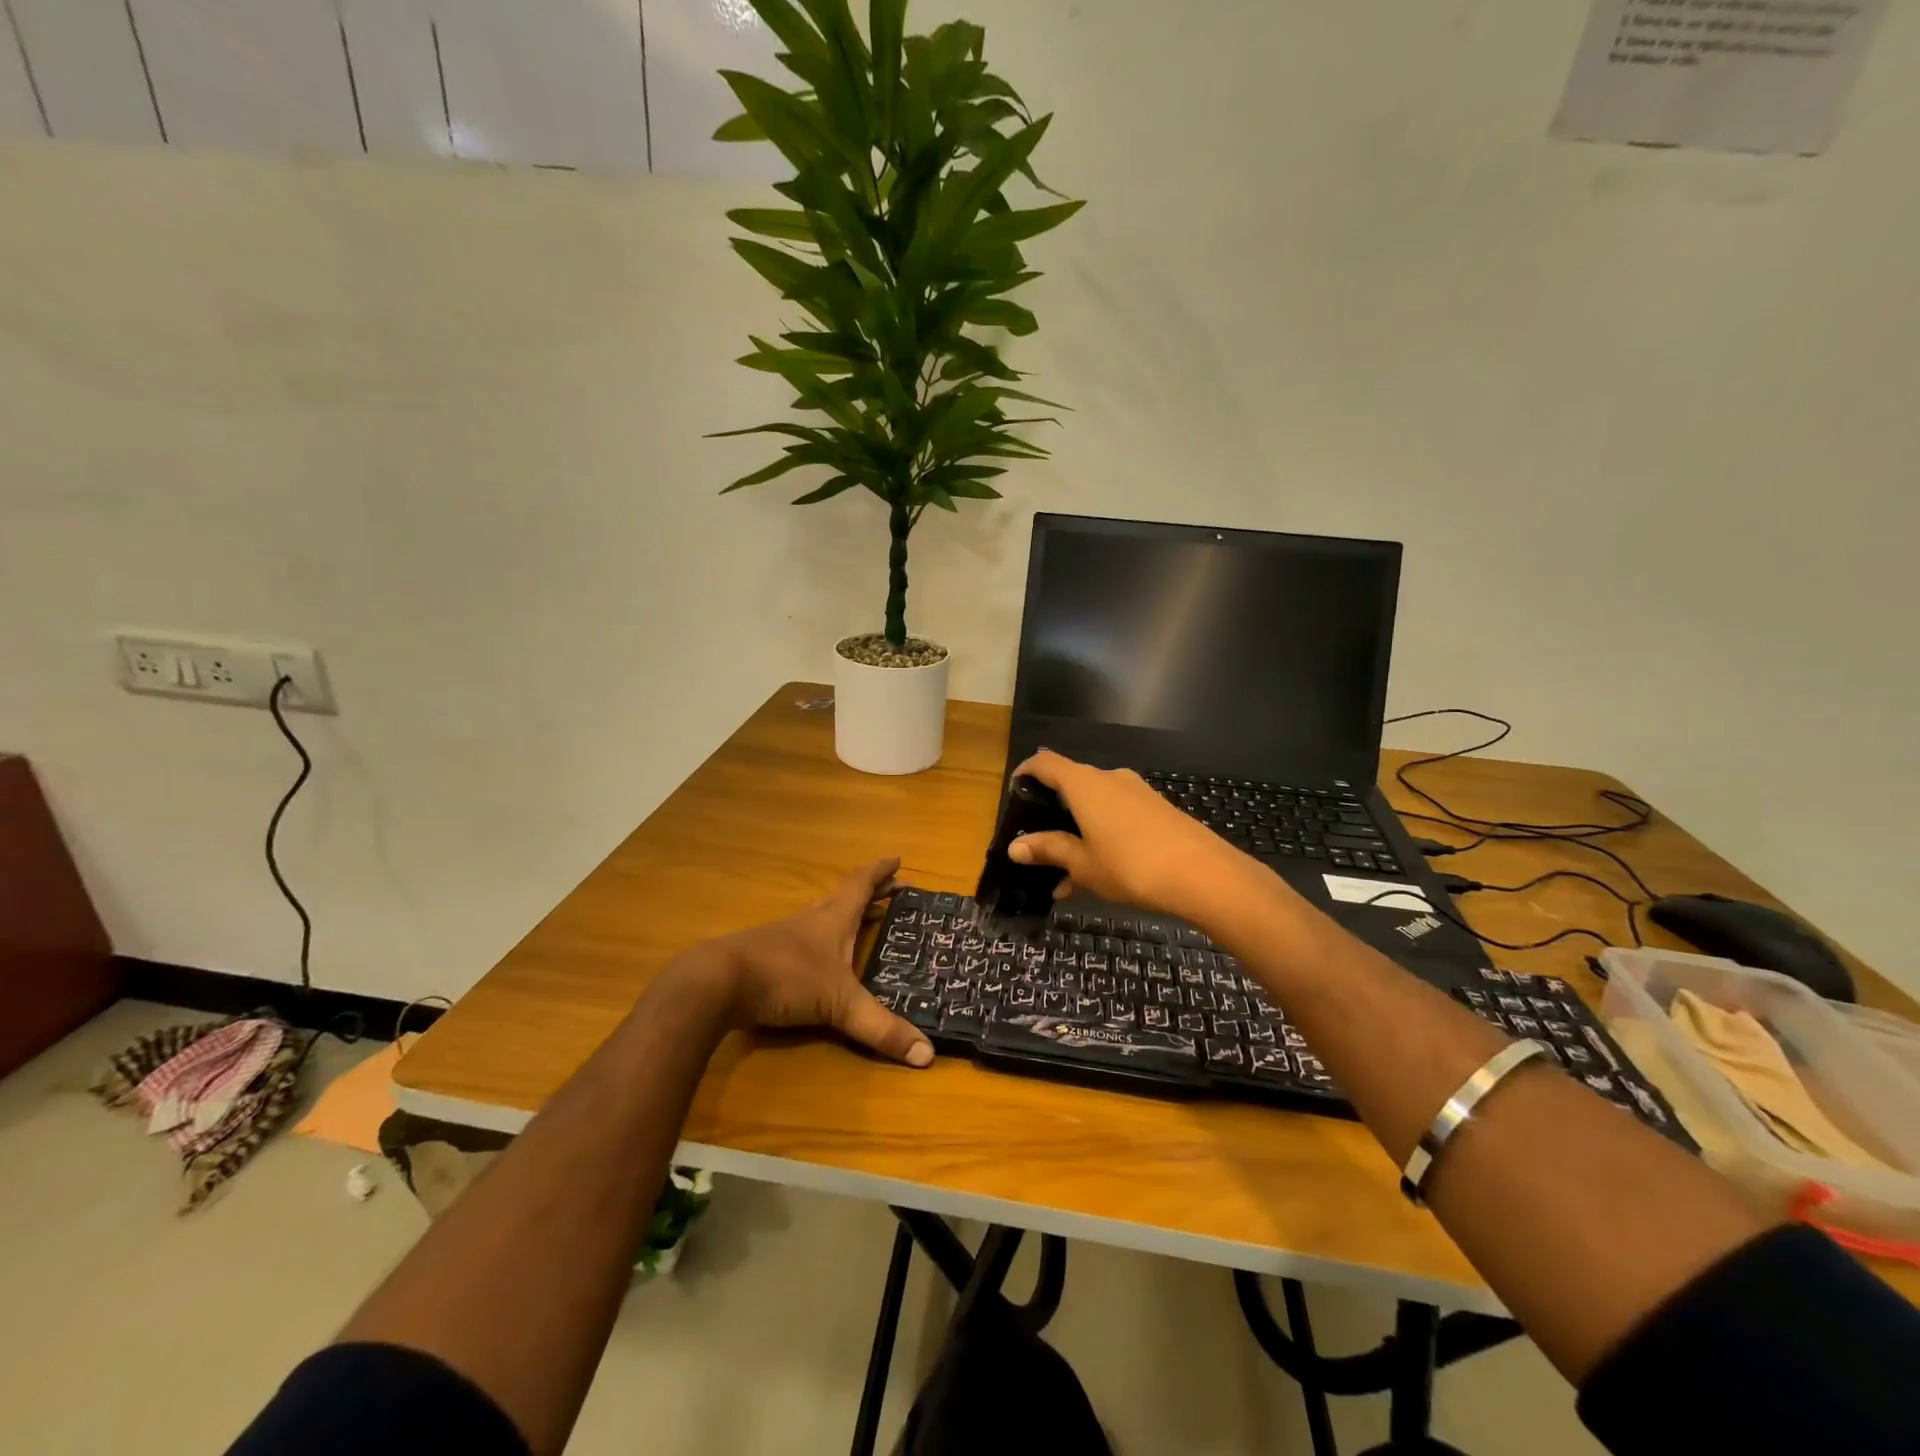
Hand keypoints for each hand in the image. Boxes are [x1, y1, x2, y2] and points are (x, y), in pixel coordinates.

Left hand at [718, 857, 932, 1067]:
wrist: (718, 983)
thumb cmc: (786, 977)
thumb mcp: (840, 1004)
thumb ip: (880, 1028)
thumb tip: (928, 1055)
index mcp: (833, 919)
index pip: (861, 885)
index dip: (881, 872)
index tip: (897, 860)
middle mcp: (810, 921)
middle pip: (843, 898)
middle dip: (870, 895)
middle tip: (891, 892)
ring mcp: (784, 937)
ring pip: (820, 918)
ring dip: (843, 916)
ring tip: (860, 921)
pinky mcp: (765, 958)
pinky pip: (802, 941)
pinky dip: (820, 942)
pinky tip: (818, 960)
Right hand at [1007, 751, 1261, 921]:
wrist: (1205, 875)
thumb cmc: (1132, 866)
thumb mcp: (1083, 864)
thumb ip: (1049, 850)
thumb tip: (1015, 847)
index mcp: (1085, 785)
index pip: (1046, 763)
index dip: (1026, 772)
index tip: (1014, 791)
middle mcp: (1110, 779)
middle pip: (1071, 785)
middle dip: (1052, 814)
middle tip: (1037, 844)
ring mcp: (1138, 793)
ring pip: (1095, 806)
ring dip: (1077, 833)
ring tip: (1065, 877)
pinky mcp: (1158, 810)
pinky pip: (1118, 817)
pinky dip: (1101, 837)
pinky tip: (1100, 875)